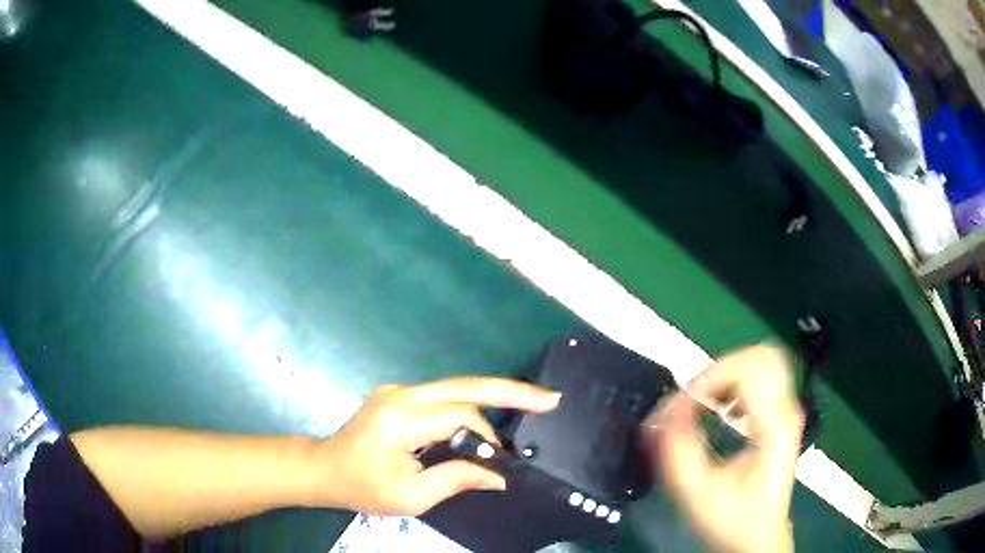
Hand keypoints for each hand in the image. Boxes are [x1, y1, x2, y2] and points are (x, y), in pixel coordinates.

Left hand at [311, 377, 560, 515]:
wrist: (324, 469)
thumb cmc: (362, 487)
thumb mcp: (409, 497)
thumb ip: (456, 480)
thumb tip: (499, 476)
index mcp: (400, 418)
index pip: (459, 416)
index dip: (488, 436)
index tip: (505, 461)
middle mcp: (402, 394)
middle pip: (465, 385)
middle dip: (510, 391)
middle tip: (549, 398)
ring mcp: (400, 390)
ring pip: (457, 387)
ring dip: (493, 398)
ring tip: (530, 405)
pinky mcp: (401, 395)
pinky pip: (444, 395)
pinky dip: (472, 405)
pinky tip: (492, 415)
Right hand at [644, 345, 803, 552]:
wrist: (758, 538)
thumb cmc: (734, 520)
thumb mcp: (699, 493)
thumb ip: (677, 452)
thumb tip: (661, 414)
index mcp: (774, 427)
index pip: (749, 369)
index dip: (710, 377)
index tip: (684, 404)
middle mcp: (786, 411)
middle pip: (761, 355)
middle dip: (721, 368)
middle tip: (695, 396)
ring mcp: (786, 411)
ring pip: (761, 362)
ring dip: (727, 374)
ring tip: (704, 403)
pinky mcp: (780, 416)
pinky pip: (760, 378)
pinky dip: (735, 383)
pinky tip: (720, 408)